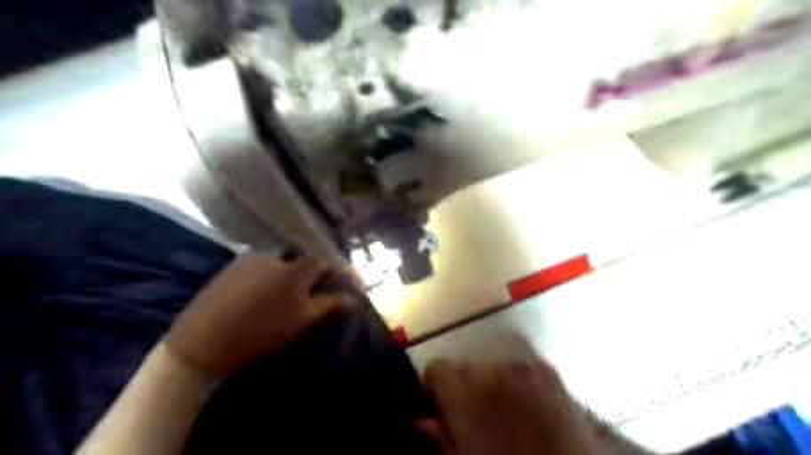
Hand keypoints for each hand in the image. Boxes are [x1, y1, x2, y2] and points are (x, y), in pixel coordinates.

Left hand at [164, 252, 354, 377]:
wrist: (201, 342)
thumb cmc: (259, 333)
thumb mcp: (301, 321)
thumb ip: (331, 305)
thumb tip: (355, 300)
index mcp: (296, 267)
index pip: (329, 260)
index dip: (343, 271)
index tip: (351, 284)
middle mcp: (277, 254)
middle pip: (308, 257)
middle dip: (321, 272)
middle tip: (326, 289)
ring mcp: (254, 257)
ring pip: (287, 260)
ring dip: (299, 273)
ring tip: (299, 293)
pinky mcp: (236, 264)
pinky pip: (267, 263)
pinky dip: (278, 273)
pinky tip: (273, 291)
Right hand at [422, 361, 603, 454]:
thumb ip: (438, 440)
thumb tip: (419, 419)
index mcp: (466, 396)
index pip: (437, 368)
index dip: (435, 389)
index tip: (443, 409)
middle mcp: (490, 372)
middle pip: (463, 366)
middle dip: (463, 387)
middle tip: (476, 418)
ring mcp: (521, 368)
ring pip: (489, 366)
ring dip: (489, 383)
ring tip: (504, 414)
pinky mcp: (546, 370)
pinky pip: (516, 365)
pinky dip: (514, 380)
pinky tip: (525, 405)